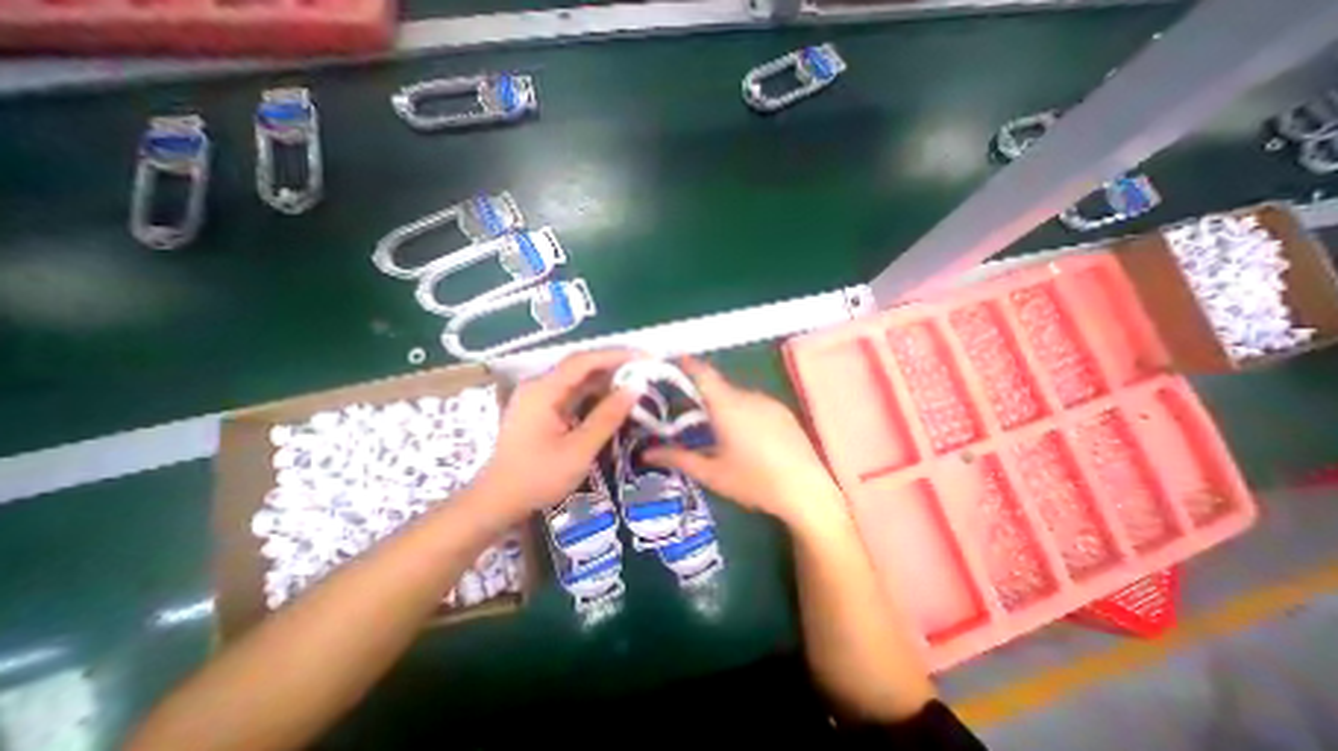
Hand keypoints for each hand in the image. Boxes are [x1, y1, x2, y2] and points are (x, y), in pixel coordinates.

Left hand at [470, 350, 634, 514]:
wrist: (498, 501)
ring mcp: (537, 397)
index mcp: (543, 390)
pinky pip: (571, 393)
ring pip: (577, 379)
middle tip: (645, 370)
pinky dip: (594, 393)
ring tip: (635, 382)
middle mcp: (538, 386)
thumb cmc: (538, 477)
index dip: (616, 355)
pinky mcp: (540, 409)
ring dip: (605, 379)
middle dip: (614, 365)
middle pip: (580, 366)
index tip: (645, 357)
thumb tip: (635, 388)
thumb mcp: (579, 450)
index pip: (584, 361)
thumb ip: (608, 416)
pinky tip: (612, 398)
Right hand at [649, 354, 844, 527]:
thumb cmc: (754, 482)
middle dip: (702, 393)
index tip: (671, 360)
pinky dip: (741, 410)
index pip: (703, 374)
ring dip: (723, 404)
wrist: (808, 492)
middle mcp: (748, 396)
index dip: (686, 363)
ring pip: (737, 395)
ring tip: (717, 429)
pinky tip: (745, 436)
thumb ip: (678, 458)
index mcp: (727, 406)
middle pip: (719, 386)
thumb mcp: (712, 473)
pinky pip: (755, 403)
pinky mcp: (783, 412)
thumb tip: (647, 453)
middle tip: (688, 412)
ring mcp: (769, 402)